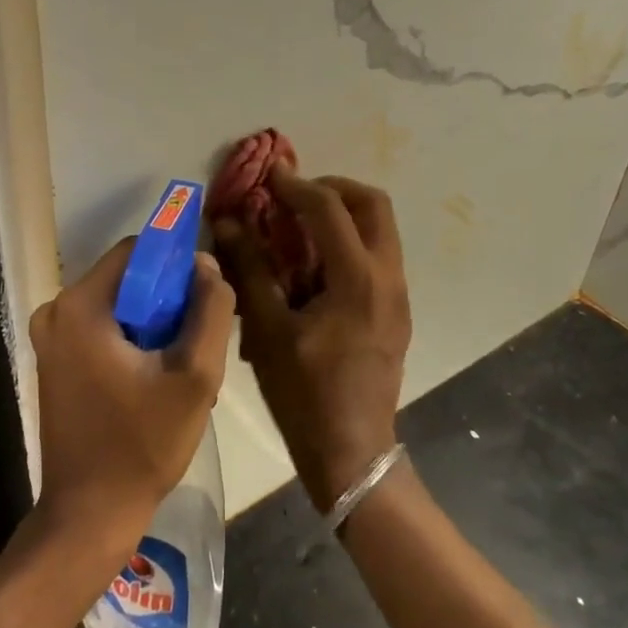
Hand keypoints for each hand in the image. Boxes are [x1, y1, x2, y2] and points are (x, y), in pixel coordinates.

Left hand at [29, 239, 233, 564]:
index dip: (176, 265)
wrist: (89, 514)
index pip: (138, 250)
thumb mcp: (196, 375)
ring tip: (177, 367)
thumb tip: (206, 264)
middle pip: (127, 278)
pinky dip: (131, 340)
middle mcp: (55, 311)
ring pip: (118, 304)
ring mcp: (50, 337)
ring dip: (152, 324)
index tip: (203, 300)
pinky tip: (153, 379)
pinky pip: (102, 328)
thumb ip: (210, 310)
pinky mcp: (54, 361)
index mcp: (81, 305)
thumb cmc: (143, 445)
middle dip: (166, 300)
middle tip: (194, 343)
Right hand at [214, 168, 409, 511]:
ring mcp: (398, 295)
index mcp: (358, 279)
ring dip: (343, 214)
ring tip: (300, 227)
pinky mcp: (396, 312)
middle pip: (373, 204)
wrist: (353, 452)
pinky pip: (378, 256)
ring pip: (380, 229)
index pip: (330, 208)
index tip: (269, 174)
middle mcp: (388, 277)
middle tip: (295, 195)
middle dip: (333, 188)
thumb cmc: (305, 394)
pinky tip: (315, 267)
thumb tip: (228, 223)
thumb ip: (250, 269)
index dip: (296, 185)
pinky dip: (349, 242)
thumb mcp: (269, 331)